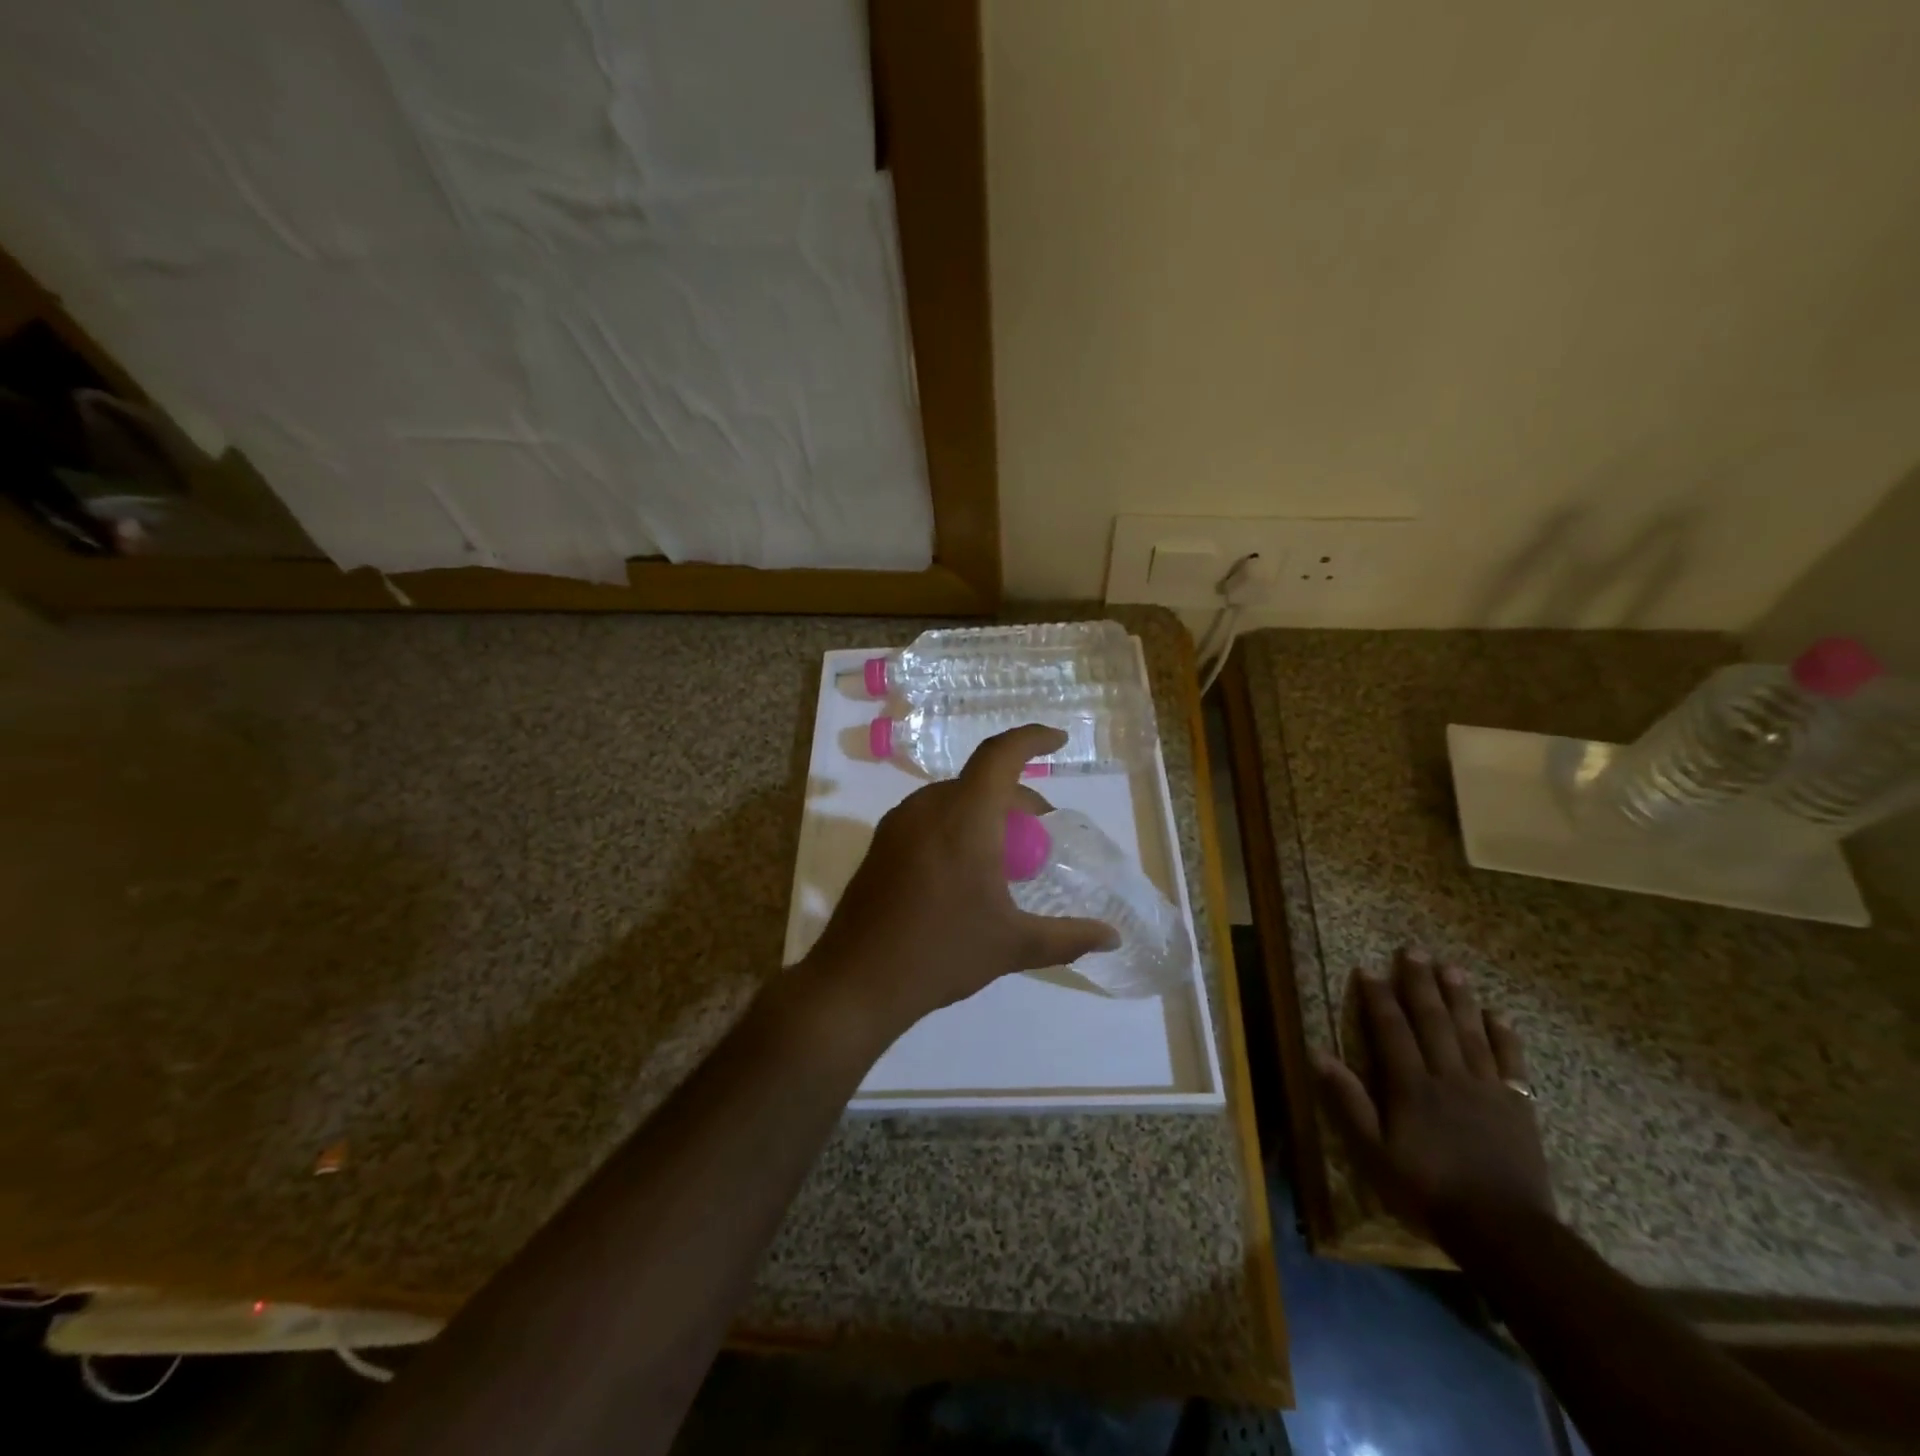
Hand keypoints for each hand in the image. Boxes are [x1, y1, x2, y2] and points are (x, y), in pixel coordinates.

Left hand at [802, 724, 1118, 1041]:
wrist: (857, 981)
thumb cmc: (942, 952)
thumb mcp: (1013, 945)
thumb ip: (1067, 937)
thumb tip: (1112, 936)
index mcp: (963, 816)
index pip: (1001, 755)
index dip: (1032, 738)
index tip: (1058, 741)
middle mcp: (927, 808)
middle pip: (980, 781)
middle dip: (1016, 795)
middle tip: (1040, 832)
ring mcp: (897, 825)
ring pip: (953, 799)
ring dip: (986, 812)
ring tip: (1005, 854)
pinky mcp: (880, 846)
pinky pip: (929, 817)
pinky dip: (958, 825)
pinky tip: (966, 870)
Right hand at [1315, 949, 1554, 1248]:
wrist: (1505, 1232)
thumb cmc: (1428, 1191)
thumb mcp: (1373, 1154)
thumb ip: (1348, 1102)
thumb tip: (1318, 1054)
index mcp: (1411, 1086)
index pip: (1391, 1030)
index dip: (1378, 998)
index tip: (1368, 969)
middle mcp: (1449, 1076)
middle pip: (1433, 1021)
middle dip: (1420, 983)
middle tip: (1413, 950)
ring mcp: (1487, 1090)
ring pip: (1471, 1033)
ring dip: (1460, 998)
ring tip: (1452, 968)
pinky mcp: (1518, 1107)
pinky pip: (1511, 1063)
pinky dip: (1504, 1037)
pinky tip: (1498, 1016)